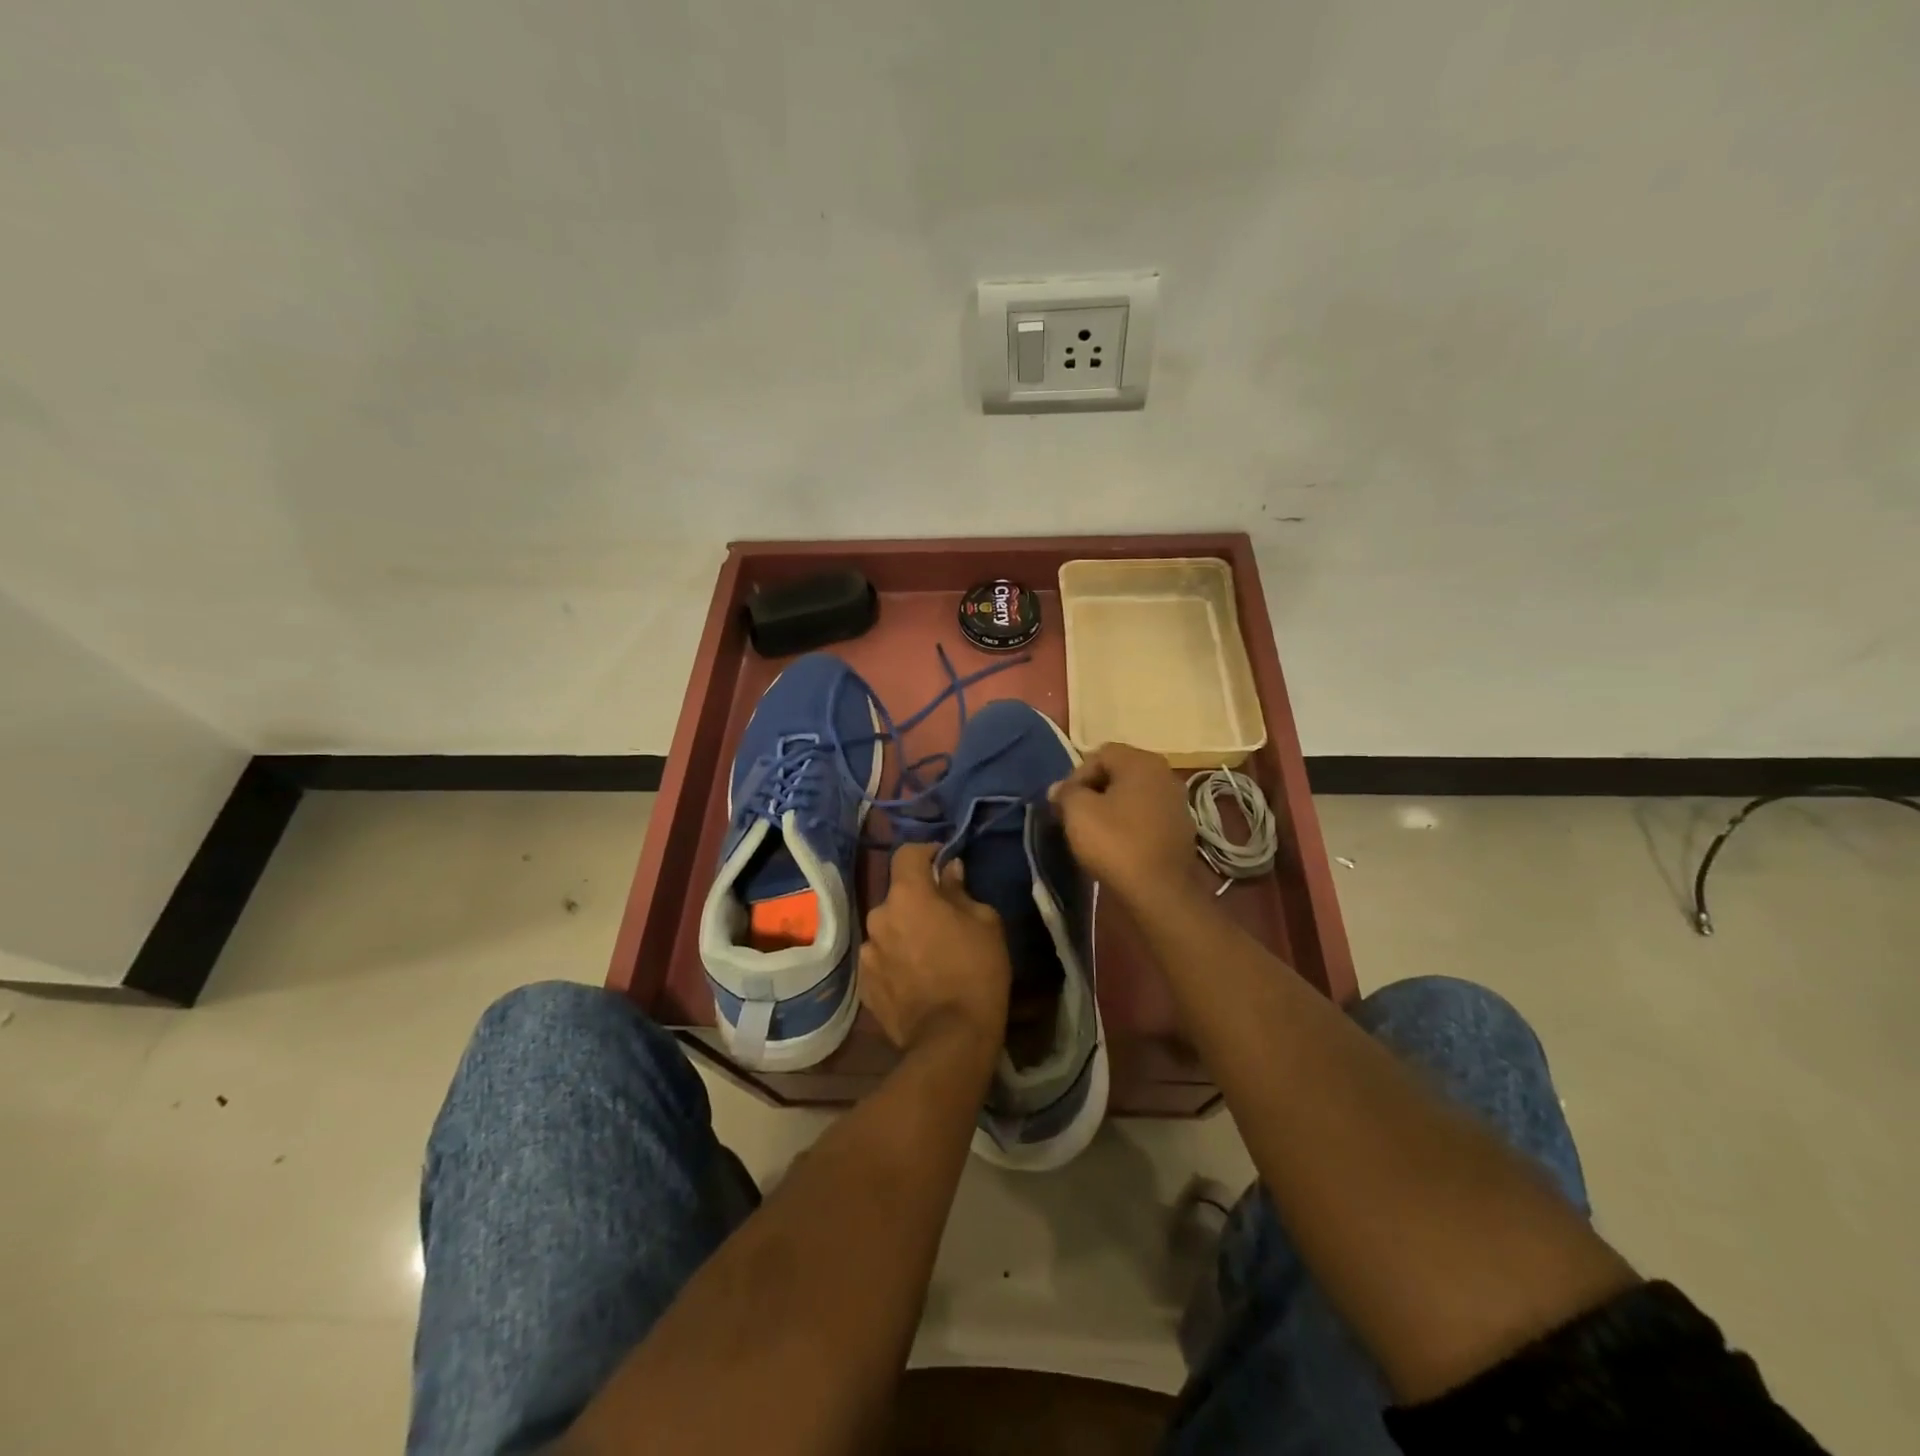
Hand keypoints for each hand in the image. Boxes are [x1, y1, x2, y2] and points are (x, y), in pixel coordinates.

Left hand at [860, 842, 1010, 1054]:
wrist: (950, 1039)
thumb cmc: (976, 971)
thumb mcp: (985, 922)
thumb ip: (960, 890)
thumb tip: (949, 871)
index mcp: (907, 895)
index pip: (906, 853)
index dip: (926, 852)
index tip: (942, 861)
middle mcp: (879, 916)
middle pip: (898, 894)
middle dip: (917, 899)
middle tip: (943, 916)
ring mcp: (867, 952)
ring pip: (888, 928)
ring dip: (905, 931)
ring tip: (928, 952)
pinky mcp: (864, 984)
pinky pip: (881, 958)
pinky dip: (896, 960)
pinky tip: (916, 978)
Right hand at [1049, 742, 1196, 908]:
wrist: (1159, 891)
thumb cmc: (1115, 842)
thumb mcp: (1078, 811)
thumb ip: (1065, 792)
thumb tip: (1059, 789)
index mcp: (1142, 762)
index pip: (1100, 754)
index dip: (1076, 775)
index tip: (1064, 802)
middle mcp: (1165, 774)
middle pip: (1119, 772)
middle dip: (1093, 790)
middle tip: (1075, 814)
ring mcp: (1177, 802)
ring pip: (1133, 795)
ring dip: (1111, 807)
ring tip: (1093, 831)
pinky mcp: (1181, 829)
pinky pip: (1146, 816)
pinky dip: (1129, 824)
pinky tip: (1117, 844)